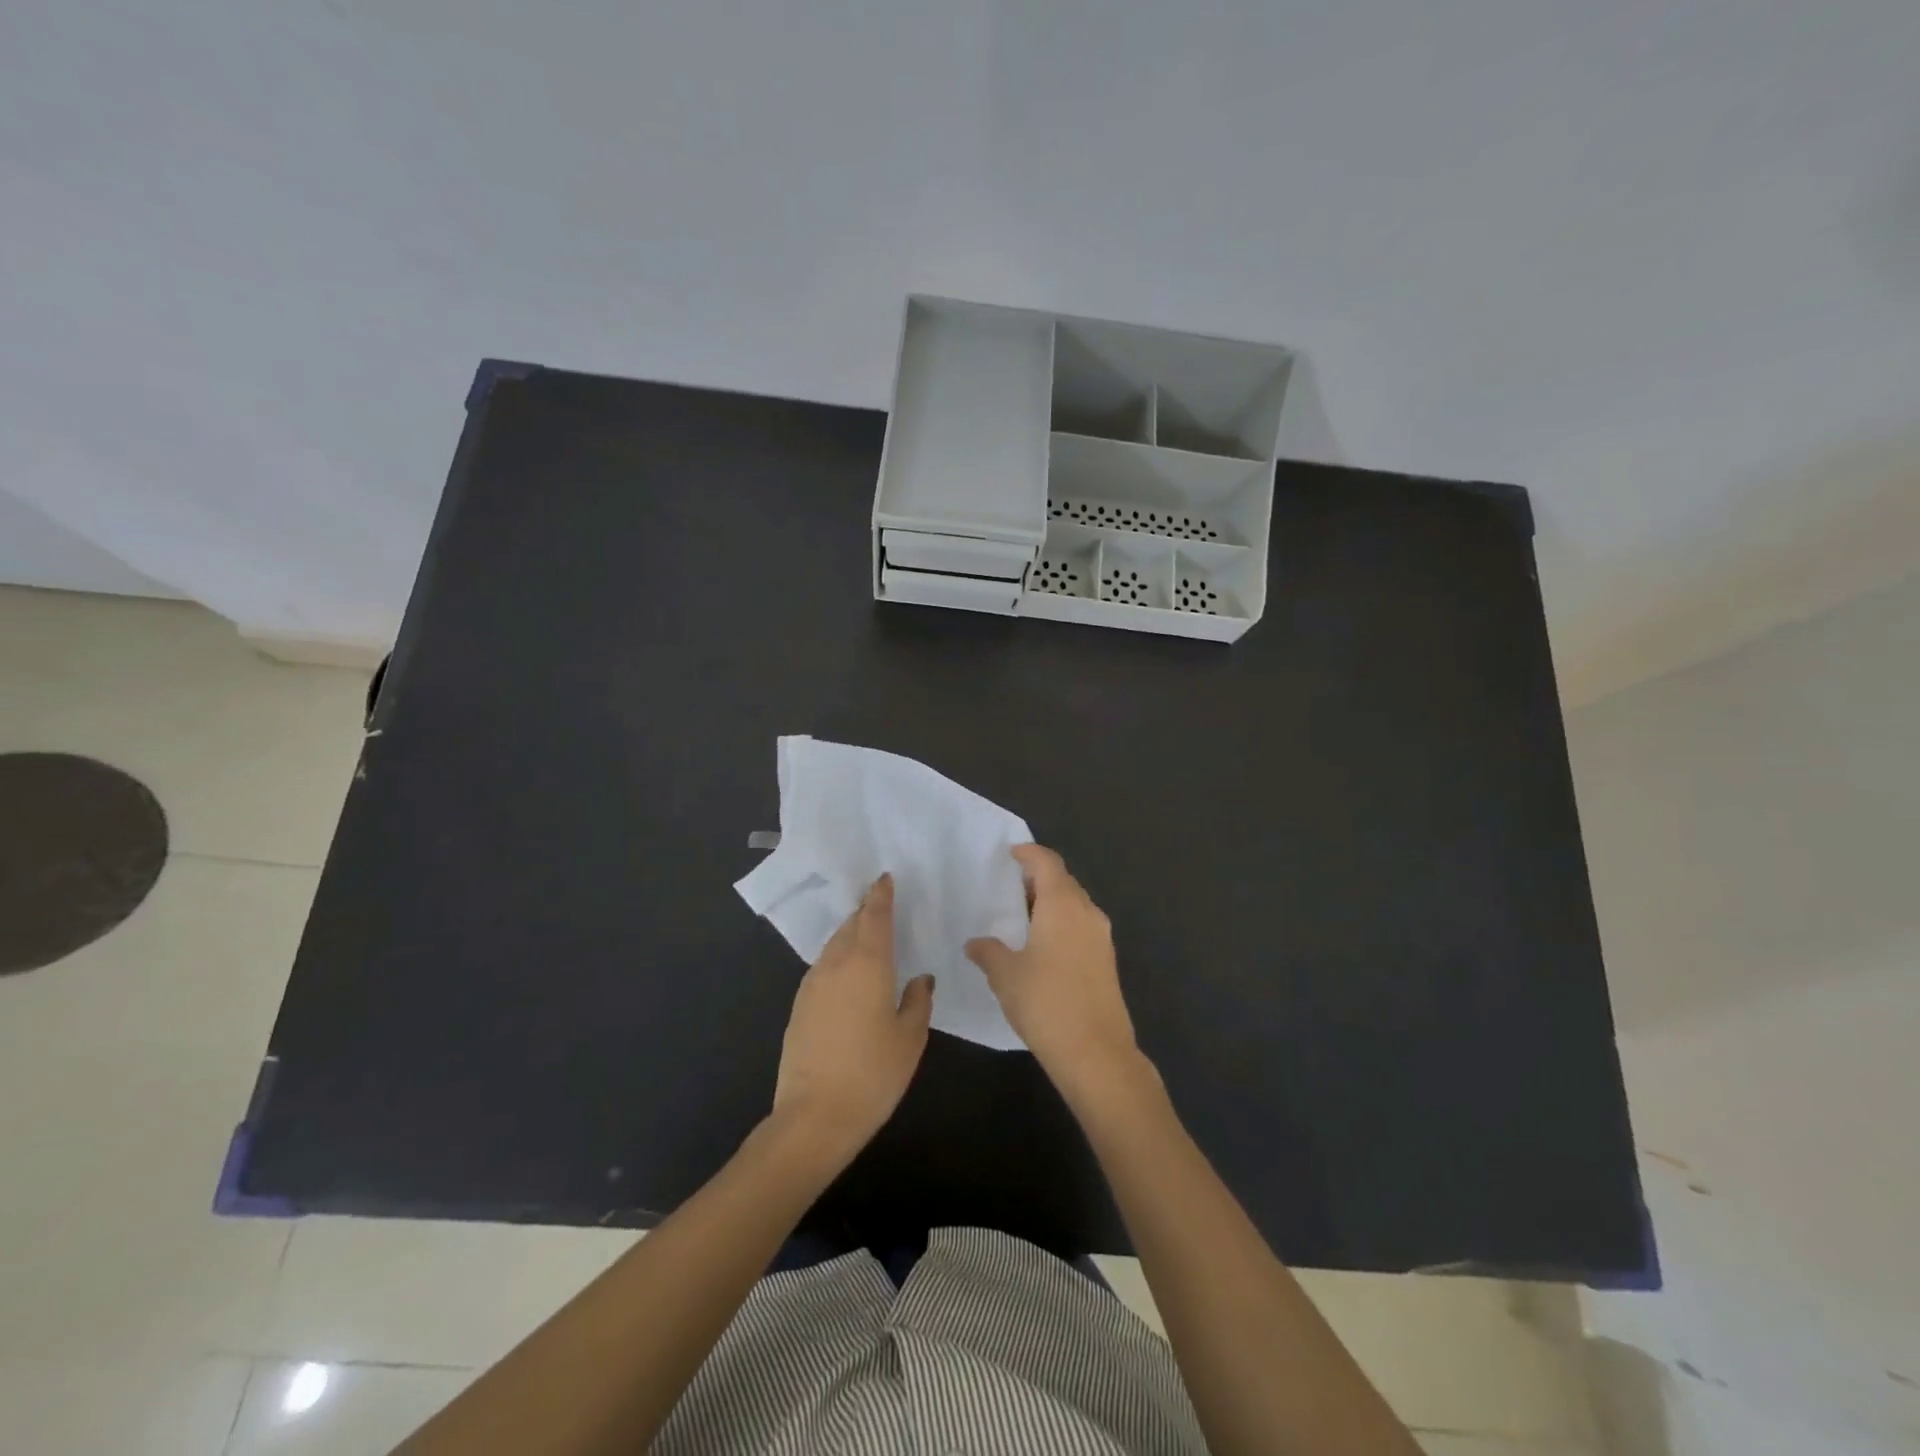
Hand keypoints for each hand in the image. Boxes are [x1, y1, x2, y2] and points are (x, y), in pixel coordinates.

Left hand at [771, 874, 933, 1165]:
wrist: (814, 1117)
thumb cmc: (873, 1074)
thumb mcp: (910, 1038)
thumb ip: (918, 1001)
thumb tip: (920, 979)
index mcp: (867, 964)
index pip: (874, 917)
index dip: (880, 895)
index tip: (885, 878)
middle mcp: (836, 964)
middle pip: (851, 926)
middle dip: (865, 912)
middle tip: (881, 904)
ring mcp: (812, 984)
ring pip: (834, 945)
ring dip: (850, 934)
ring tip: (867, 936)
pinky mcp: (799, 1005)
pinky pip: (823, 966)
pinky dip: (838, 958)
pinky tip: (848, 973)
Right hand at [967, 845, 1144, 1106]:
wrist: (1096, 1053)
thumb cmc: (1046, 1003)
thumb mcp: (1006, 975)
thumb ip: (988, 952)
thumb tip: (975, 943)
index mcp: (1062, 904)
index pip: (1047, 863)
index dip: (1029, 853)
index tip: (1011, 853)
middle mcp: (1087, 912)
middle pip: (1064, 881)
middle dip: (1038, 878)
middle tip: (1010, 885)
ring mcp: (1101, 937)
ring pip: (1075, 905)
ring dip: (1051, 902)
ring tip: (1022, 915)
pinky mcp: (1106, 961)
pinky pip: (1081, 926)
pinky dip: (1061, 923)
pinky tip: (1041, 944)